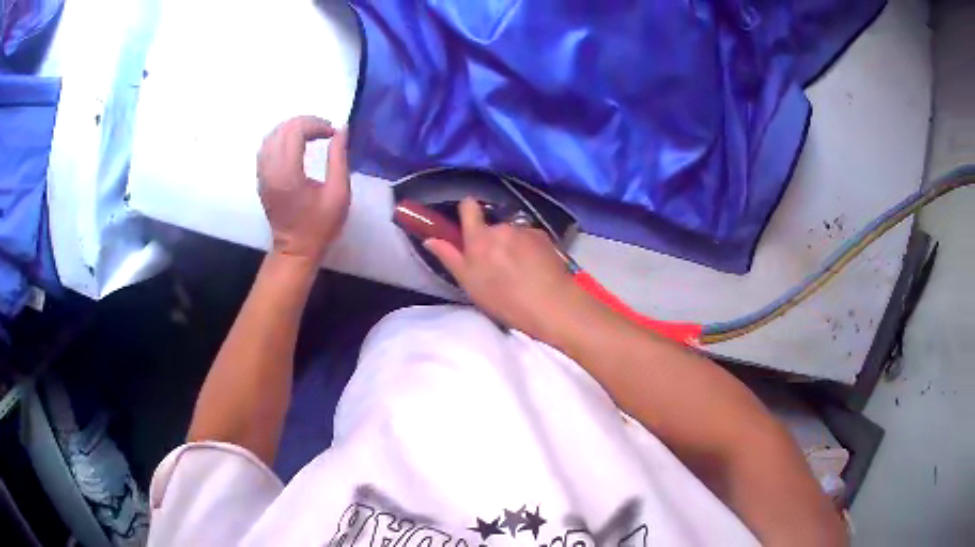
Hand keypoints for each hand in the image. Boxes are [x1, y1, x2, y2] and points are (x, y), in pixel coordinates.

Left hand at [257, 115, 349, 262]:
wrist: (295, 250)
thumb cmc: (320, 225)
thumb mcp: (339, 193)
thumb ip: (339, 158)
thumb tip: (341, 130)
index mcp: (288, 174)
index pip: (295, 132)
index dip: (316, 125)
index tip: (333, 133)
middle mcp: (270, 170)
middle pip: (282, 130)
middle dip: (305, 122)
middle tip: (325, 131)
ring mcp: (262, 175)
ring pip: (271, 136)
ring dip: (292, 128)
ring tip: (311, 134)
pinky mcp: (261, 179)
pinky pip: (266, 148)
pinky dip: (281, 138)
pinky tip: (295, 144)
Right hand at [424, 198, 582, 338]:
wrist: (552, 304)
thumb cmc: (505, 299)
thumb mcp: (469, 284)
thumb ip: (449, 257)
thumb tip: (430, 239)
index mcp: (479, 237)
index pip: (468, 206)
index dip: (466, 211)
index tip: (467, 226)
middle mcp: (502, 227)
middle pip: (492, 226)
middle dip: (491, 240)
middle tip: (495, 266)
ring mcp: (525, 230)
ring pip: (512, 233)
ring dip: (511, 245)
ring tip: (518, 271)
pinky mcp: (545, 237)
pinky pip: (530, 238)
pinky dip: (529, 249)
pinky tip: (534, 270)